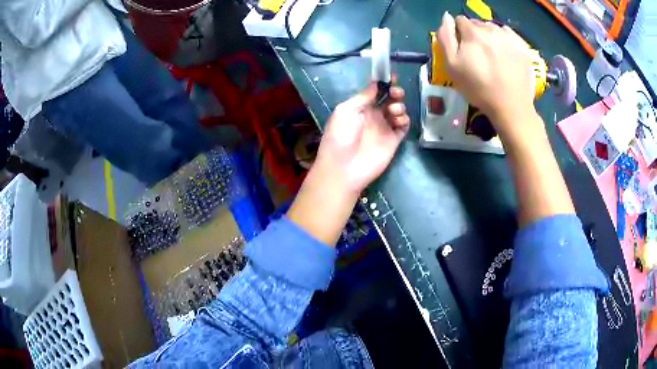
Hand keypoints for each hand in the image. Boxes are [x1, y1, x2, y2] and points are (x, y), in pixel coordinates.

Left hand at [314, 81, 409, 193]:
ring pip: (398, 111)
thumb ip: (363, 96)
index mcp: (360, 107)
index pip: (375, 91)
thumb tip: (375, 83)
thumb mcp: (346, 110)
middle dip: (395, 92)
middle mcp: (373, 115)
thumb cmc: (340, 136)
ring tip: (393, 111)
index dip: (384, 83)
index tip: (391, 76)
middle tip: (396, 92)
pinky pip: (403, 126)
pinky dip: (404, 120)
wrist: (344, 168)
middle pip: (389, 99)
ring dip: (399, 106)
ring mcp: (384, 128)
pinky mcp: (393, 140)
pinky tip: (399, 121)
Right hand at [437, 13, 539, 141]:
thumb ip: (445, 37)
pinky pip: (509, 34)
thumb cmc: (478, 88)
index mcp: (472, 32)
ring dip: (489, 37)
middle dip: (474, 34)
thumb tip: (446, 17)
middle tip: (478, 55)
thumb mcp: (451, 66)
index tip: (462, 49)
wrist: (511, 107)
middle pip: (477, 24)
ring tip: (493, 56)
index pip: (460, 21)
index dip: (459, 34)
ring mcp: (509, 37)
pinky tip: (505, 53)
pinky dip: (504, 39)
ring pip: (493, 28)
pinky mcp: (522, 46)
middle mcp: (491, 29)